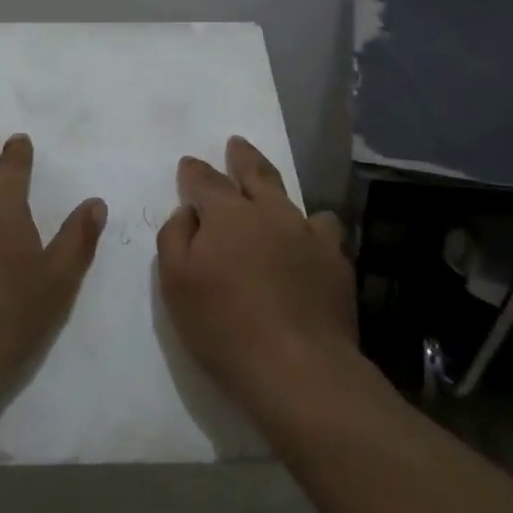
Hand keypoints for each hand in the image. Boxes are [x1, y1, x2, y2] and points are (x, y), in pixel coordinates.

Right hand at [156, 136, 354, 422]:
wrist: (298, 368)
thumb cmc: (224, 326)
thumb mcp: (176, 283)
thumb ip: (175, 238)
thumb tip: (188, 212)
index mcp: (227, 213)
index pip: (205, 180)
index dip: (194, 172)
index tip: (188, 165)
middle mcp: (270, 212)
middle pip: (255, 173)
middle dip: (242, 157)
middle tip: (236, 144)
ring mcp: (308, 234)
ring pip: (293, 200)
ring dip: (278, 193)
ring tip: (275, 197)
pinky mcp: (336, 261)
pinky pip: (324, 231)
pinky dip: (312, 230)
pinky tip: (309, 242)